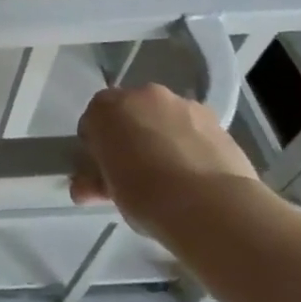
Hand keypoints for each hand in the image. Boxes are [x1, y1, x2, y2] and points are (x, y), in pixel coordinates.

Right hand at [69, 84, 261, 238]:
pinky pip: (192, 129)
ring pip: (163, 119)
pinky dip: (190, 144)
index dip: (96, 148)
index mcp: (105, 107)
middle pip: (128, 114)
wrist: (211, 206)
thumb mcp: (109, 191)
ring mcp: (182, 104)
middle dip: (129, 137)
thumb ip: (94, 180)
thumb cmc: (145, 195)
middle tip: (136, 173)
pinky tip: (196, 174)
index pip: (92, 122)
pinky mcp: (216, 120)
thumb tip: (84, 186)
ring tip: (171, 175)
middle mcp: (141, 95)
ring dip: (161, 138)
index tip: (104, 171)